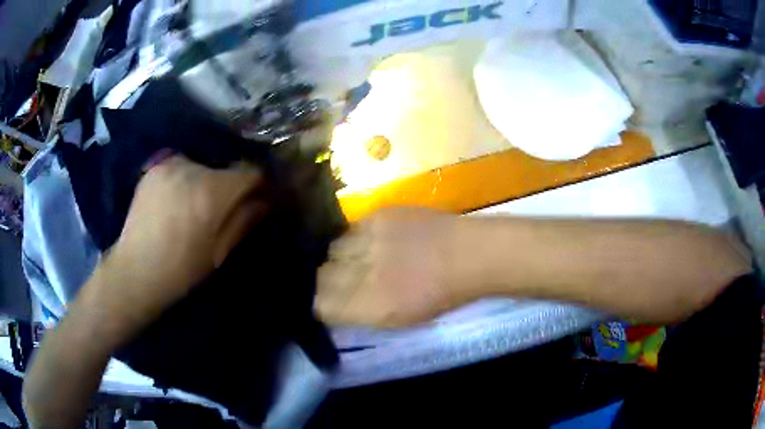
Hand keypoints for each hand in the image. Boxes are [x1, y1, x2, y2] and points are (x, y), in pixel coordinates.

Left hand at [102, 156, 266, 312]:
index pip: (250, 172)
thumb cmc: (181, 270)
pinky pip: (181, 167)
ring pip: (202, 166)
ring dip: (205, 181)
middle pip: (224, 168)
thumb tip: (264, 201)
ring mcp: (169, 164)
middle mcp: (191, 168)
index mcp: (211, 192)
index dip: (258, 185)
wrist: (135, 271)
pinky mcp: (154, 167)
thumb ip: (243, 220)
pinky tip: (176, 201)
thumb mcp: (219, 252)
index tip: (258, 198)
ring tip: (196, 206)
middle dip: (228, 186)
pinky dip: (185, 179)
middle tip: (222, 210)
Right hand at [316, 208, 465, 327]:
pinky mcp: (379, 214)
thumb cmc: (440, 296)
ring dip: (340, 257)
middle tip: (343, 281)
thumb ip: (361, 314)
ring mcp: (370, 239)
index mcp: (370, 305)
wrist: (469, 254)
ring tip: (358, 259)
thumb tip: (334, 306)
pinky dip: (356, 238)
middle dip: (327, 281)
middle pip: (320, 274)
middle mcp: (363, 271)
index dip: (321, 304)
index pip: (320, 304)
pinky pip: (351, 228)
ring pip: (332, 248)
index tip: (329, 303)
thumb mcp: (399, 319)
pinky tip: (372, 241)